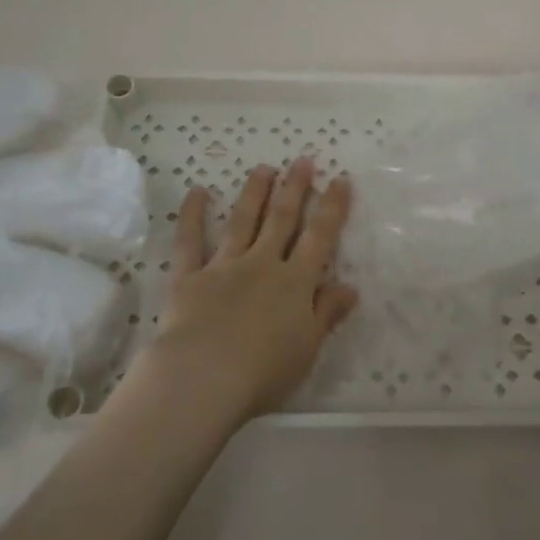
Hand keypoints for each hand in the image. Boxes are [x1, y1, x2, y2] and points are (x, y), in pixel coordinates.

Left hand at [138, 159, 357, 424]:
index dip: (332, 208)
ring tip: (263, 169)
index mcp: (294, 283)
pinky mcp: (189, 277)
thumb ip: (326, 313)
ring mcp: (224, 266)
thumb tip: (350, 286)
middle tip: (302, 161)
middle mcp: (261, 264)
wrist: (202, 378)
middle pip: (281, 219)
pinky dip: (192, 215)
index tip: (340, 180)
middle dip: (294, 188)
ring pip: (242, 221)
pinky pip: (190, 241)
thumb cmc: (263, 373)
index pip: (319, 238)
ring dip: (254, 193)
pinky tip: (198, 192)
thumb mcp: (307, 348)